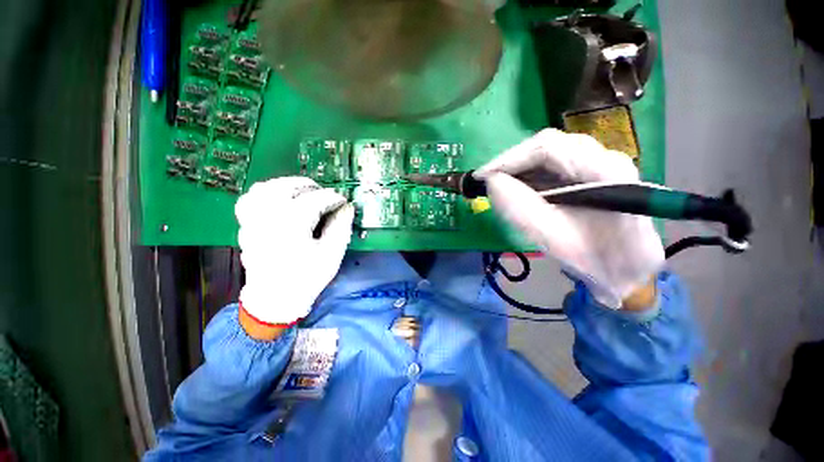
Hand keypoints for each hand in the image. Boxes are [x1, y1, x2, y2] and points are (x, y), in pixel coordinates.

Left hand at [235, 177, 354, 326]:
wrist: (275, 299)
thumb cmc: (307, 277)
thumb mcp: (332, 253)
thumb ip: (341, 226)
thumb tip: (346, 207)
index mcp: (292, 223)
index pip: (317, 199)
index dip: (334, 198)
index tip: (344, 202)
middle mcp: (268, 216)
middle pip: (288, 186)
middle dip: (310, 186)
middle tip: (325, 195)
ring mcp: (252, 220)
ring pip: (265, 188)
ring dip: (286, 186)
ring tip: (302, 194)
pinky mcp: (246, 226)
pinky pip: (250, 199)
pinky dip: (265, 194)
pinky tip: (278, 201)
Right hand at [476, 129, 664, 308]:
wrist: (626, 270)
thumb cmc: (593, 258)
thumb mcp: (551, 237)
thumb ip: (519, 208)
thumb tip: (491, 182)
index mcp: (605, 172)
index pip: (548, 148)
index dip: (509, 159)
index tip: (481, 176)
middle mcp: (606, 157)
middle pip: (549, 145)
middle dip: (512, 162)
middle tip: (488, 181)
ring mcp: (602, 162)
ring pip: (551, 152)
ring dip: (520, 167)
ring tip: (500, 184)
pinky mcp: (594, 171)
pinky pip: (555, 163)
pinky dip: (531, 173)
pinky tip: (520, 186)